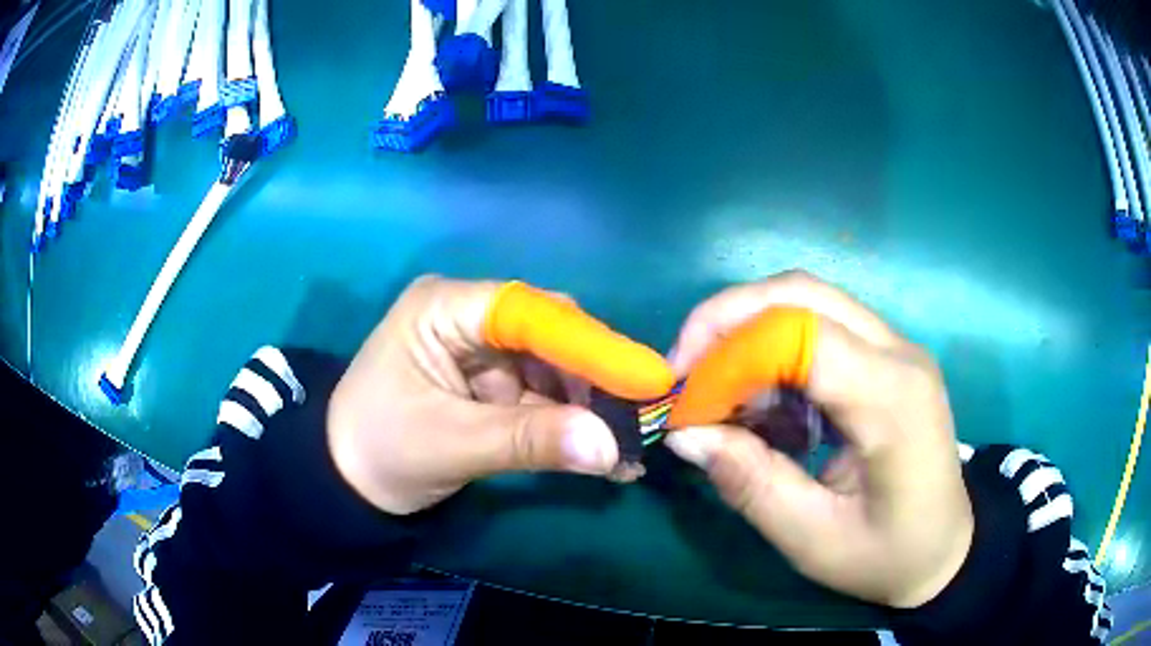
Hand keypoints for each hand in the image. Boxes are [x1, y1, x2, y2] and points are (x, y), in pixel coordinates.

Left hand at [326, 276, 674, 515]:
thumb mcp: (452, 444)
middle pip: (551, 336)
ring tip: (628, 452)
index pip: (530, 312)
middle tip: (640, 424)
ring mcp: (485, 352)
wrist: (347, 483)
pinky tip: (605, 456)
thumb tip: (610, 448)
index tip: (645, 379)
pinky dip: (573, 426)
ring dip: (592, 410)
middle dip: (596, 382)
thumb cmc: (380, 450)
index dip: (591, 344)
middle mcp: (471, 317)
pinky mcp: (494, 384)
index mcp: (446, 308)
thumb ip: (529, 441)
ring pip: (556, 368)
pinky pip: (544, 396)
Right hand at [664, 271, 972, 608]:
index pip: (802, 334)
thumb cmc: (887, 554)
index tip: (684, 400)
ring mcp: (896, 348)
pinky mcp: (887, 357)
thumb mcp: (814, 539)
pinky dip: (775, 352)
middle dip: (727, 320)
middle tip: (686, 372)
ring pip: (808, 301)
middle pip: (801, 294)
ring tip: (720, 393)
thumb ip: (752, 484)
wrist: (946, 548)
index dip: (730, 353)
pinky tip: (764, 404)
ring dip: (749, 334)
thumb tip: (686, 434)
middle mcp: (898, 352)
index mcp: (892, 398)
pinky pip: (821, 327)